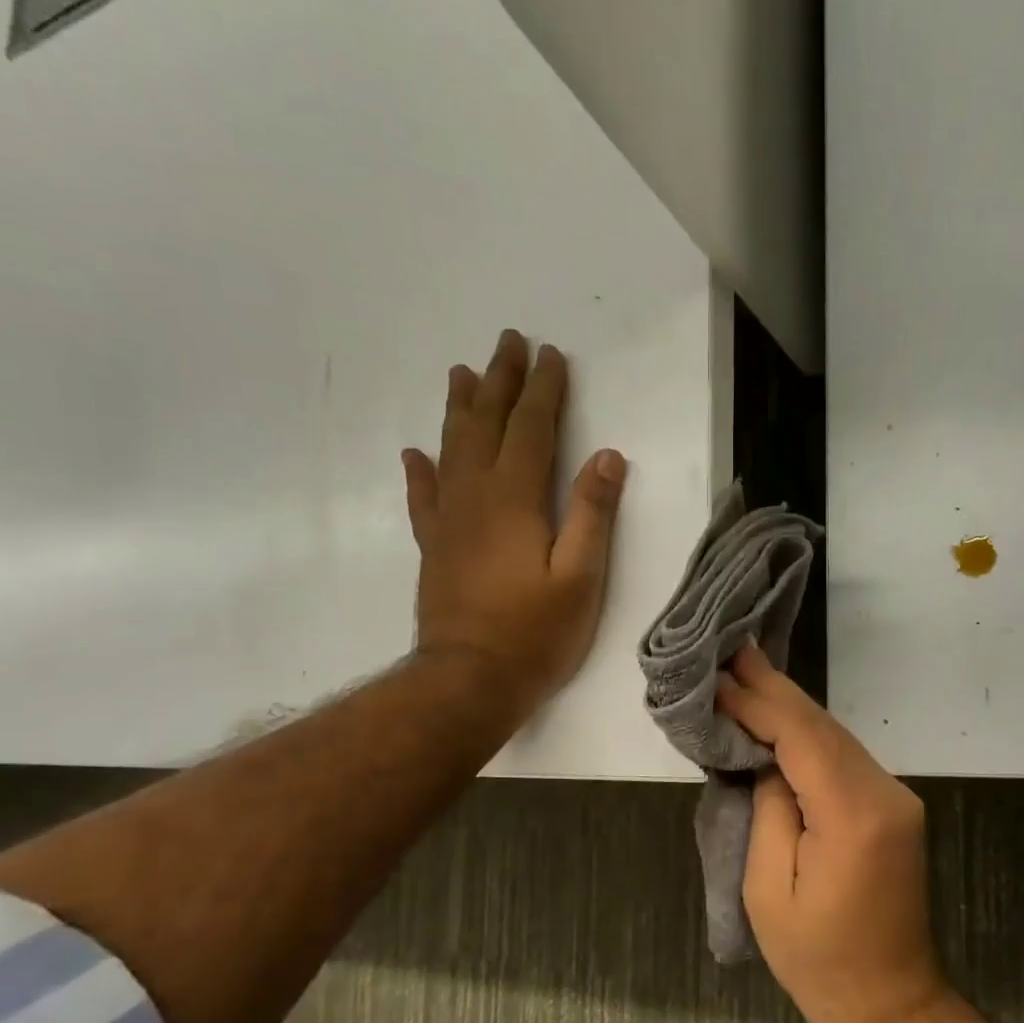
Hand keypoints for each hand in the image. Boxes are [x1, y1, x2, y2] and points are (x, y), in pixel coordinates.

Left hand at [403, 329, 626, 719]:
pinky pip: (424, 496)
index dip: (544, 390)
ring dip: (460, 408)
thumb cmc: (535, 633)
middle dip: (501, 381)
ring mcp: (449, 521)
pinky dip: (421, 470)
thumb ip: (593, 514)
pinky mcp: (435, 547)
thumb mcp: (581, 577)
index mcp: (516, 499)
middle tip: (508, 342)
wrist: (469, 681)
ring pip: (451, 449)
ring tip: (463, 373)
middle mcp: (476, 496)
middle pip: (487, 425)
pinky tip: (416, 453)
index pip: (531, 429)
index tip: (552, 355)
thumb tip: (607, 456)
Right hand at [717, 644, 951, 1022]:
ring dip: (791, 708)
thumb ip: (769, 810)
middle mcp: (887, 795)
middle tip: (735, 649)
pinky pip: (845, 758)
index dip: (759, 704)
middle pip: (824, 727)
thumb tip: (767, 761)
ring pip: (837, 737)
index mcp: (855, 817)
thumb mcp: (768, 889)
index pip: (803, 738)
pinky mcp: (894, 807)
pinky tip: (781, 718)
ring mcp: (897, 799)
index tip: (720, 678)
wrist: (889, 1000)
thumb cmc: (817, 958)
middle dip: (776, 689)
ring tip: (749, 673)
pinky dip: (809, 735)